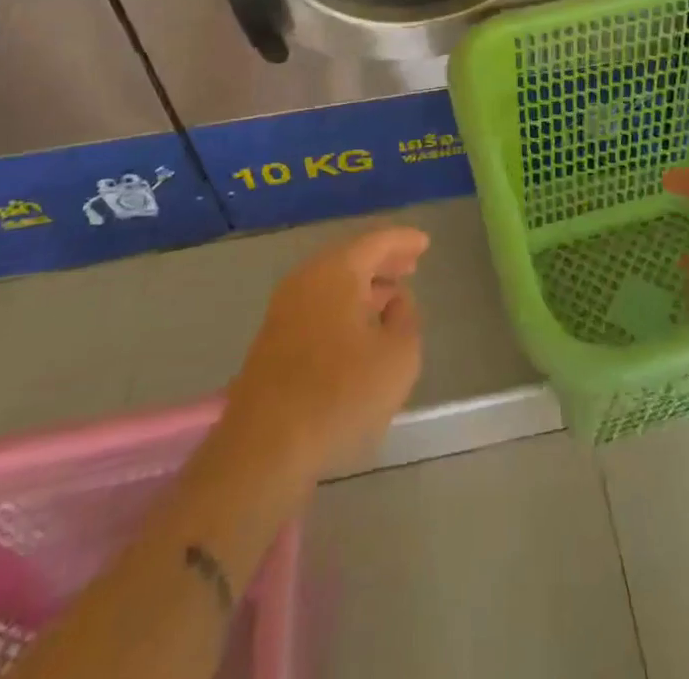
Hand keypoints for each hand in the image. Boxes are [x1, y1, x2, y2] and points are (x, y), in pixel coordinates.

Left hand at [225, 226, 428, 481]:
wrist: (264, 448)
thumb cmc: (340, 394)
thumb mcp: (398, 357)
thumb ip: (406, 319)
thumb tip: (396, 302)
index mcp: (337, 271)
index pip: (376, 242)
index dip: (403, 241)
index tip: (425, 242)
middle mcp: (307, 279)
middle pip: (351, 258)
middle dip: (382, 261)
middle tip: (411, 265)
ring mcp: (284, 310)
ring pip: (332, 284)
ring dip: (363, 287)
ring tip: (391, 298)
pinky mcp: (272, 341)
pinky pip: (318, 306)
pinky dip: (343, 306)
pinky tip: (359, 329)